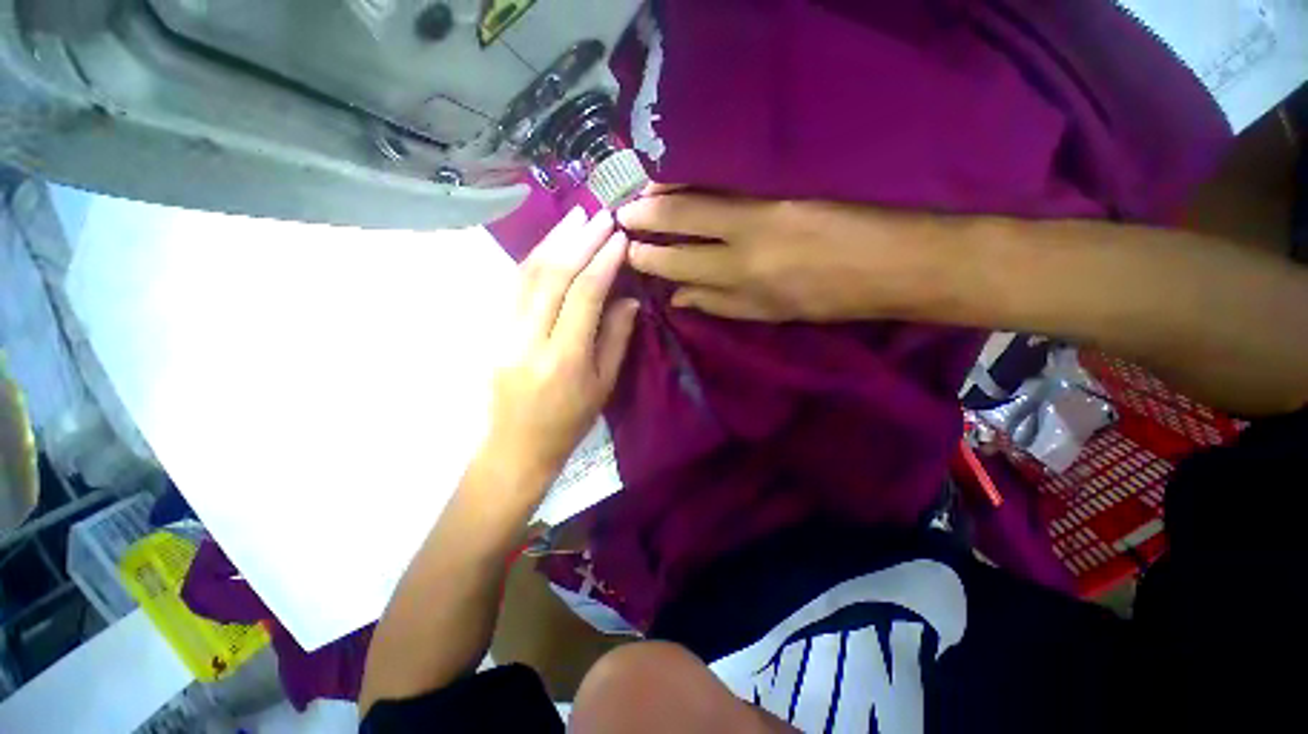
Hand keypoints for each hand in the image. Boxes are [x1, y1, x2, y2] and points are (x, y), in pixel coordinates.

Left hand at [479, 208, 639, 496]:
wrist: (516, 447)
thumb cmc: (568, 422)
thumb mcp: (603, 386)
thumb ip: (616, 338)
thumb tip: (627, 298)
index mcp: (564, 359)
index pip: (584, 295)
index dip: (603, 261)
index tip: (619, 237)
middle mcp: (529, 340)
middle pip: (553, 276)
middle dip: (579, 240)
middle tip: (600, 215)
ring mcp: (504, 332)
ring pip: (527, 274)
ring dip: (553, 240)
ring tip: (575, 217)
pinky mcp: (492, 330)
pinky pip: (513, 285)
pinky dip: (534, 258)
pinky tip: (550, 243)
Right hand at [617, 188, 942, 321]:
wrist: (893, 262)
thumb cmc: (829, 299)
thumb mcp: (770, 313)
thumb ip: (720, 303)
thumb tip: (678, 296)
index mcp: (741, 279)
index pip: (679, 264)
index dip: (649, 257)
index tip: (628, 251)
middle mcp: (743, 239)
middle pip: (680, 223)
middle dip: (645, 220)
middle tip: (620, 215)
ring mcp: (762, 205)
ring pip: (696, 194)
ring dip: (662, 192)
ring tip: (639, 193)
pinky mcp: (780, 183)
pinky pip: (724, 178)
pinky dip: (694, 176)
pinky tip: (677, 177)